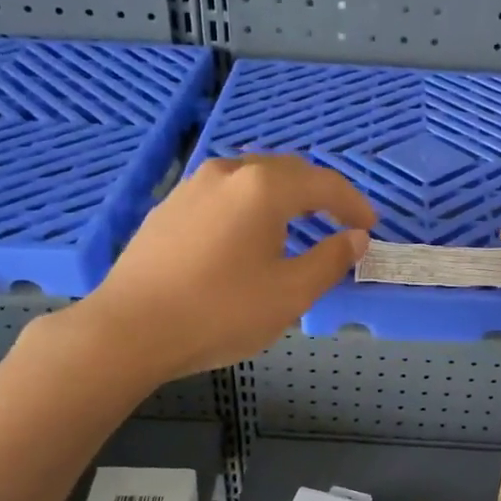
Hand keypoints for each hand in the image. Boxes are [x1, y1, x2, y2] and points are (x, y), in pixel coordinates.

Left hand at [76, 154, 376, 378]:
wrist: (130, 329)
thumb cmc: (220, 312)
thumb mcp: (290, 294)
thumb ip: (330, 261)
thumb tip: (356, 238)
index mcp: (263, 187)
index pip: (324, 184)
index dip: (353, 204)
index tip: (370, 227)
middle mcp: (228, 173)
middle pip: (287, 171)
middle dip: (320, 195)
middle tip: (340, 223)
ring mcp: (192, 187)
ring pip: (251, 179)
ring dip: (283, 196)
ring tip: (297, 225)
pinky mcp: (168, 207)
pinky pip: (223, 194)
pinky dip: (249, 205)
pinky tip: (247, 234)